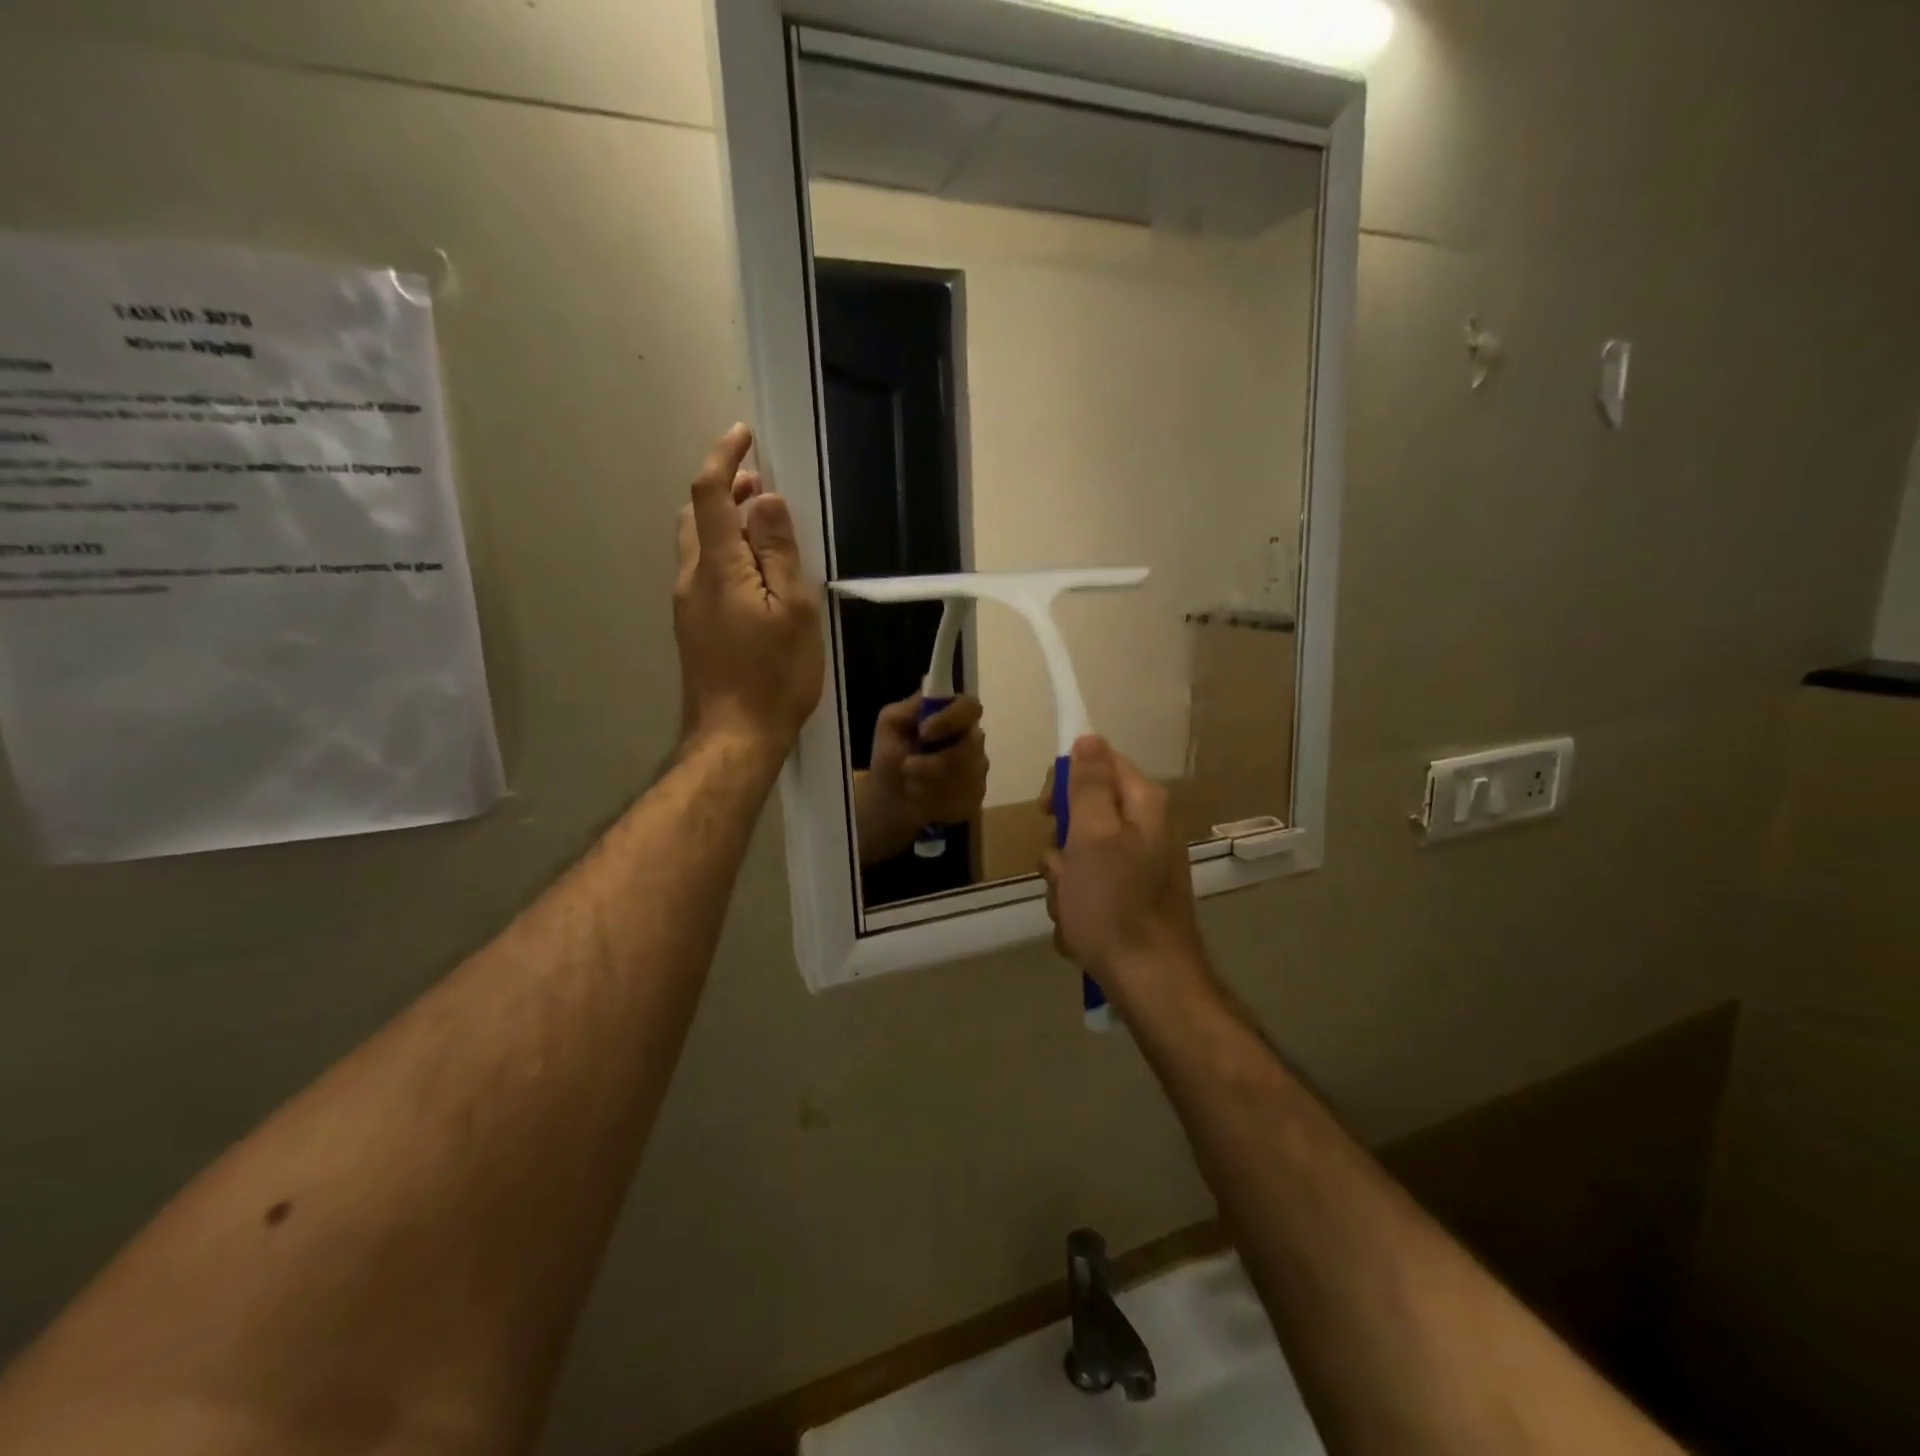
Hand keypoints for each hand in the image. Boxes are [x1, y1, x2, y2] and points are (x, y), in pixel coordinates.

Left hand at [675, 424, 823, 756]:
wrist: (734, 737)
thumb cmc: (774, 676)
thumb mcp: (793, 611)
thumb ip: (778, 552)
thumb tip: (767, 500)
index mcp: (717, 567)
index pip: (710, 494)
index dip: (724, 458)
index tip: (744, 436)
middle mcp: (691, 578)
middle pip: (696, 515)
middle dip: (725, 489)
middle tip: (762, 484)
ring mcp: (686, 605)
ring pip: (697, 544)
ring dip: (723, 521)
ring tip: (762, 523)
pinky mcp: (692, 627)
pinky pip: (703, 571)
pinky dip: (723, 551)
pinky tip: (753, 571)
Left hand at [853, 694, 988, 866]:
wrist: (890, 801)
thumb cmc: (891, 758)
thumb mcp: (890, 726)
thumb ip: (908, 708)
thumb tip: (929, 699)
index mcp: (954, 718)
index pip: (970, 707)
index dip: (951, 719)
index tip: (924, 733)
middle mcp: (972, 741)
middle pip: (969, 749)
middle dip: (932, 764)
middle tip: (907, 768)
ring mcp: (978, 772)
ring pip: (965, 779)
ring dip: (929, 785)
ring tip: (910, 787)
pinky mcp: (976, 798)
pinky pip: (963, 801)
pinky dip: (935, 804)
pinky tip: (923, 803)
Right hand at [1042, 736, 1207, 1011]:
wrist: (1149, 981)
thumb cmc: (1114, 904)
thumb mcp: (1093, 835)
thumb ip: (1089, 784)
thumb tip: (1088, 736)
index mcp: (1142, 805)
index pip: (1099, 762)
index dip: (1067, 780)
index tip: (1047, 809)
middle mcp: (1145, 829)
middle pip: (1086, 812)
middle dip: (1062, 843)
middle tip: (1061, 868)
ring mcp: (1139, 866)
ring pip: (1080, 855)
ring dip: (1064, 881)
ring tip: (1071, 907)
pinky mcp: (1129, 898)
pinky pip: (1089, 888)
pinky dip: (1077, 905)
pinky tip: (1080, 929)